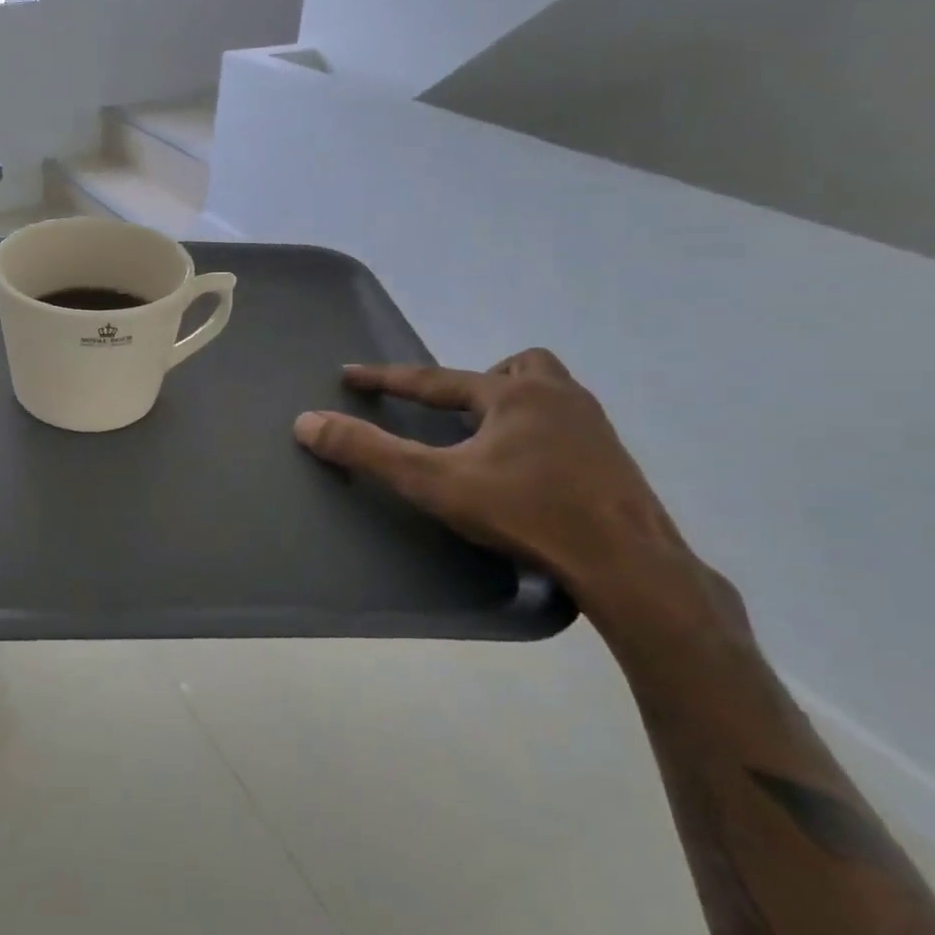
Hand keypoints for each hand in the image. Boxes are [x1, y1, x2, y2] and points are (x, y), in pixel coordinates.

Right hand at [293, 348, 722, 650]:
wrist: (629, 565)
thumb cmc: (526, 513)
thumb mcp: (434, 482)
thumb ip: (368, 451)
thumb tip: (306, 422)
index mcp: (515, 395)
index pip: (434, 378)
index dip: (386, 379)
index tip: (349, 375)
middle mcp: (560, 399)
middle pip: (516, 368)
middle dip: (479, 383)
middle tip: (456, 416)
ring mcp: (595, 429)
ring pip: (550, 393)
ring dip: (513, 406)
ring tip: (488, 443)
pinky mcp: (615, 462)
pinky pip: (569, 426)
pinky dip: (539, 435)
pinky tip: (528, 473)